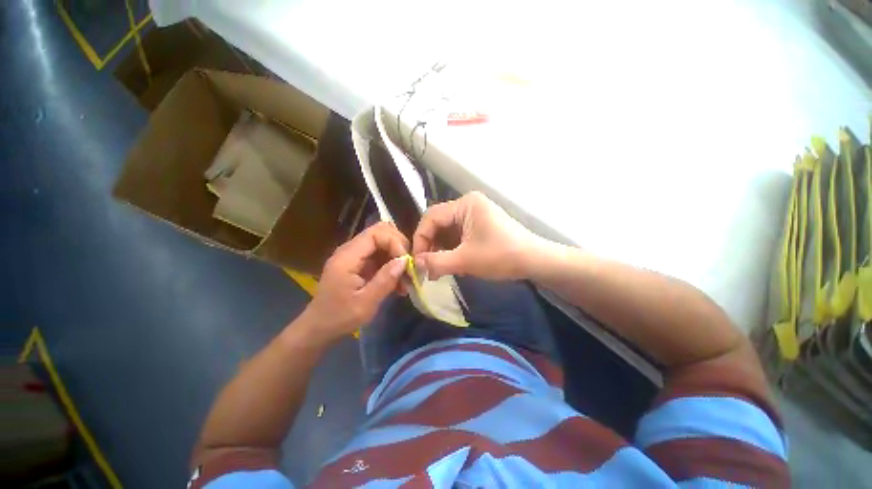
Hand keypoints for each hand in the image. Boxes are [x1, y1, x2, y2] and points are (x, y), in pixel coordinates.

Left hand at [301, 222, 408, 343]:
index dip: (394, 242)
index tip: (405, 261)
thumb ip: (385, 280)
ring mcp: (355, 256)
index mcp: (347, 257)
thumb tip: (405, 260)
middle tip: (409, 266)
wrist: (320, 328)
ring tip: (407, 278)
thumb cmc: (339, 317)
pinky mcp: (359, 264)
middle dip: (399, 246)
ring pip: (382, 243)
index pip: (376, 233)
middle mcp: (350, 250)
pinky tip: (399, 283)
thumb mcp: (365, 303)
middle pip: (380, 232)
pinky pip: (380, 256)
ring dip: (397, 256)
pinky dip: (392, 265)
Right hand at [412, 191, 542, 280]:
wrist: (535, 261)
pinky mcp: (480, 226)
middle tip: (427, 268)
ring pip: (448, 232)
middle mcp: (468, 205)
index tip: (417, 260)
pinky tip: (451, 264)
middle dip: (431, 246)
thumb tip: (415, 265)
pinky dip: (452, 250)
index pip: (431, 217)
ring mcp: (475, 215)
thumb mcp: (465, 260)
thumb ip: (436, 262)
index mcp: (464, 204)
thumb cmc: (501, 256)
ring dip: (440, 250)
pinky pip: (458, 236)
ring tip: (438, 270)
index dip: (420, 238)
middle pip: (439, 224)